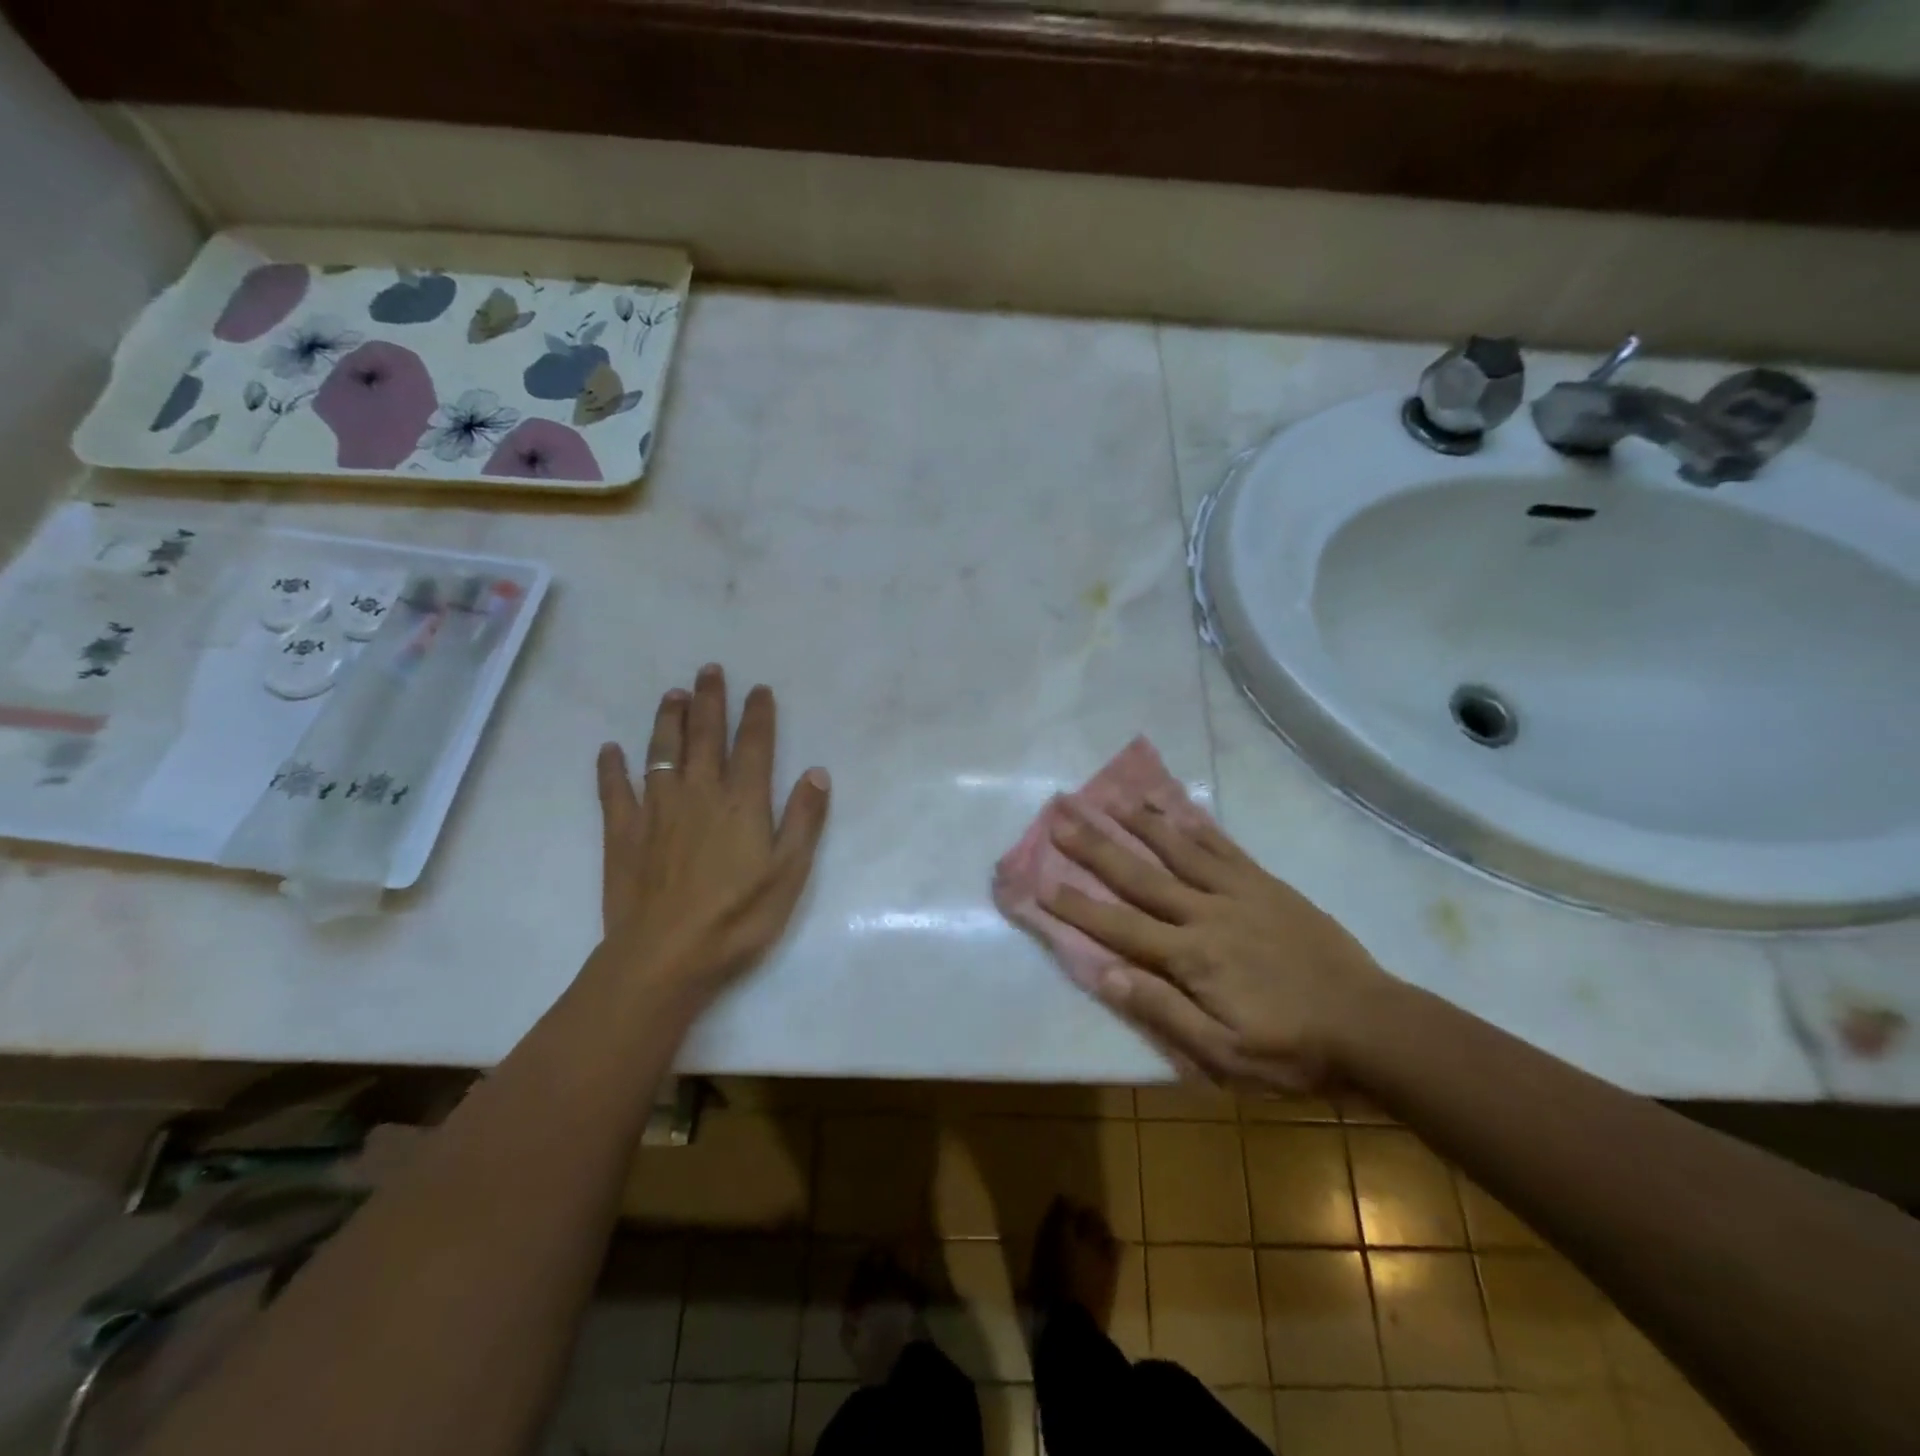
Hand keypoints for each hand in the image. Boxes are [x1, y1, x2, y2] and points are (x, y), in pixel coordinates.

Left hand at [596, 664, 829, 999]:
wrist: (665, 956)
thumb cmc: (738, 918)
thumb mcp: (789, 873)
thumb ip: (804, 820)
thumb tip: (817, 772)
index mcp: (742, 803)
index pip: (753, 746)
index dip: (757, 715)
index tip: (759, 689)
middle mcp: (699, 794)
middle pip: (705, 737)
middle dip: (710, 701)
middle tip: (709, 669)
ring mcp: (657, 811)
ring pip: (662, 753)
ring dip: (667, 720)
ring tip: (672, 694)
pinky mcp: (622, 833)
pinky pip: (614, 791)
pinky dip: (611, 768)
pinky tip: (609, 750)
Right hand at [1045, 801, 1391, 1090]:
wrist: (1373, 1027)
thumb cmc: (1293, 1051)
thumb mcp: (1225, 1055)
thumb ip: (1164, 1013)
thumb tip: (1107, 975)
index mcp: (1192, 958)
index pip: (1120, 927)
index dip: (1076, 905)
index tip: (1039, 881)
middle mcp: (1207, 914)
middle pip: (1140, 875)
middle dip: (1096, 846)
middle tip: (1061, 816)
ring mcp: (1239, 893)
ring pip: (1179, 849)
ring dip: (1141, 822)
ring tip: (1109, 796)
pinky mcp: (1267, 885)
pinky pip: (1224, 847)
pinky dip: (1196, 825)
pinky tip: (1177, 808)